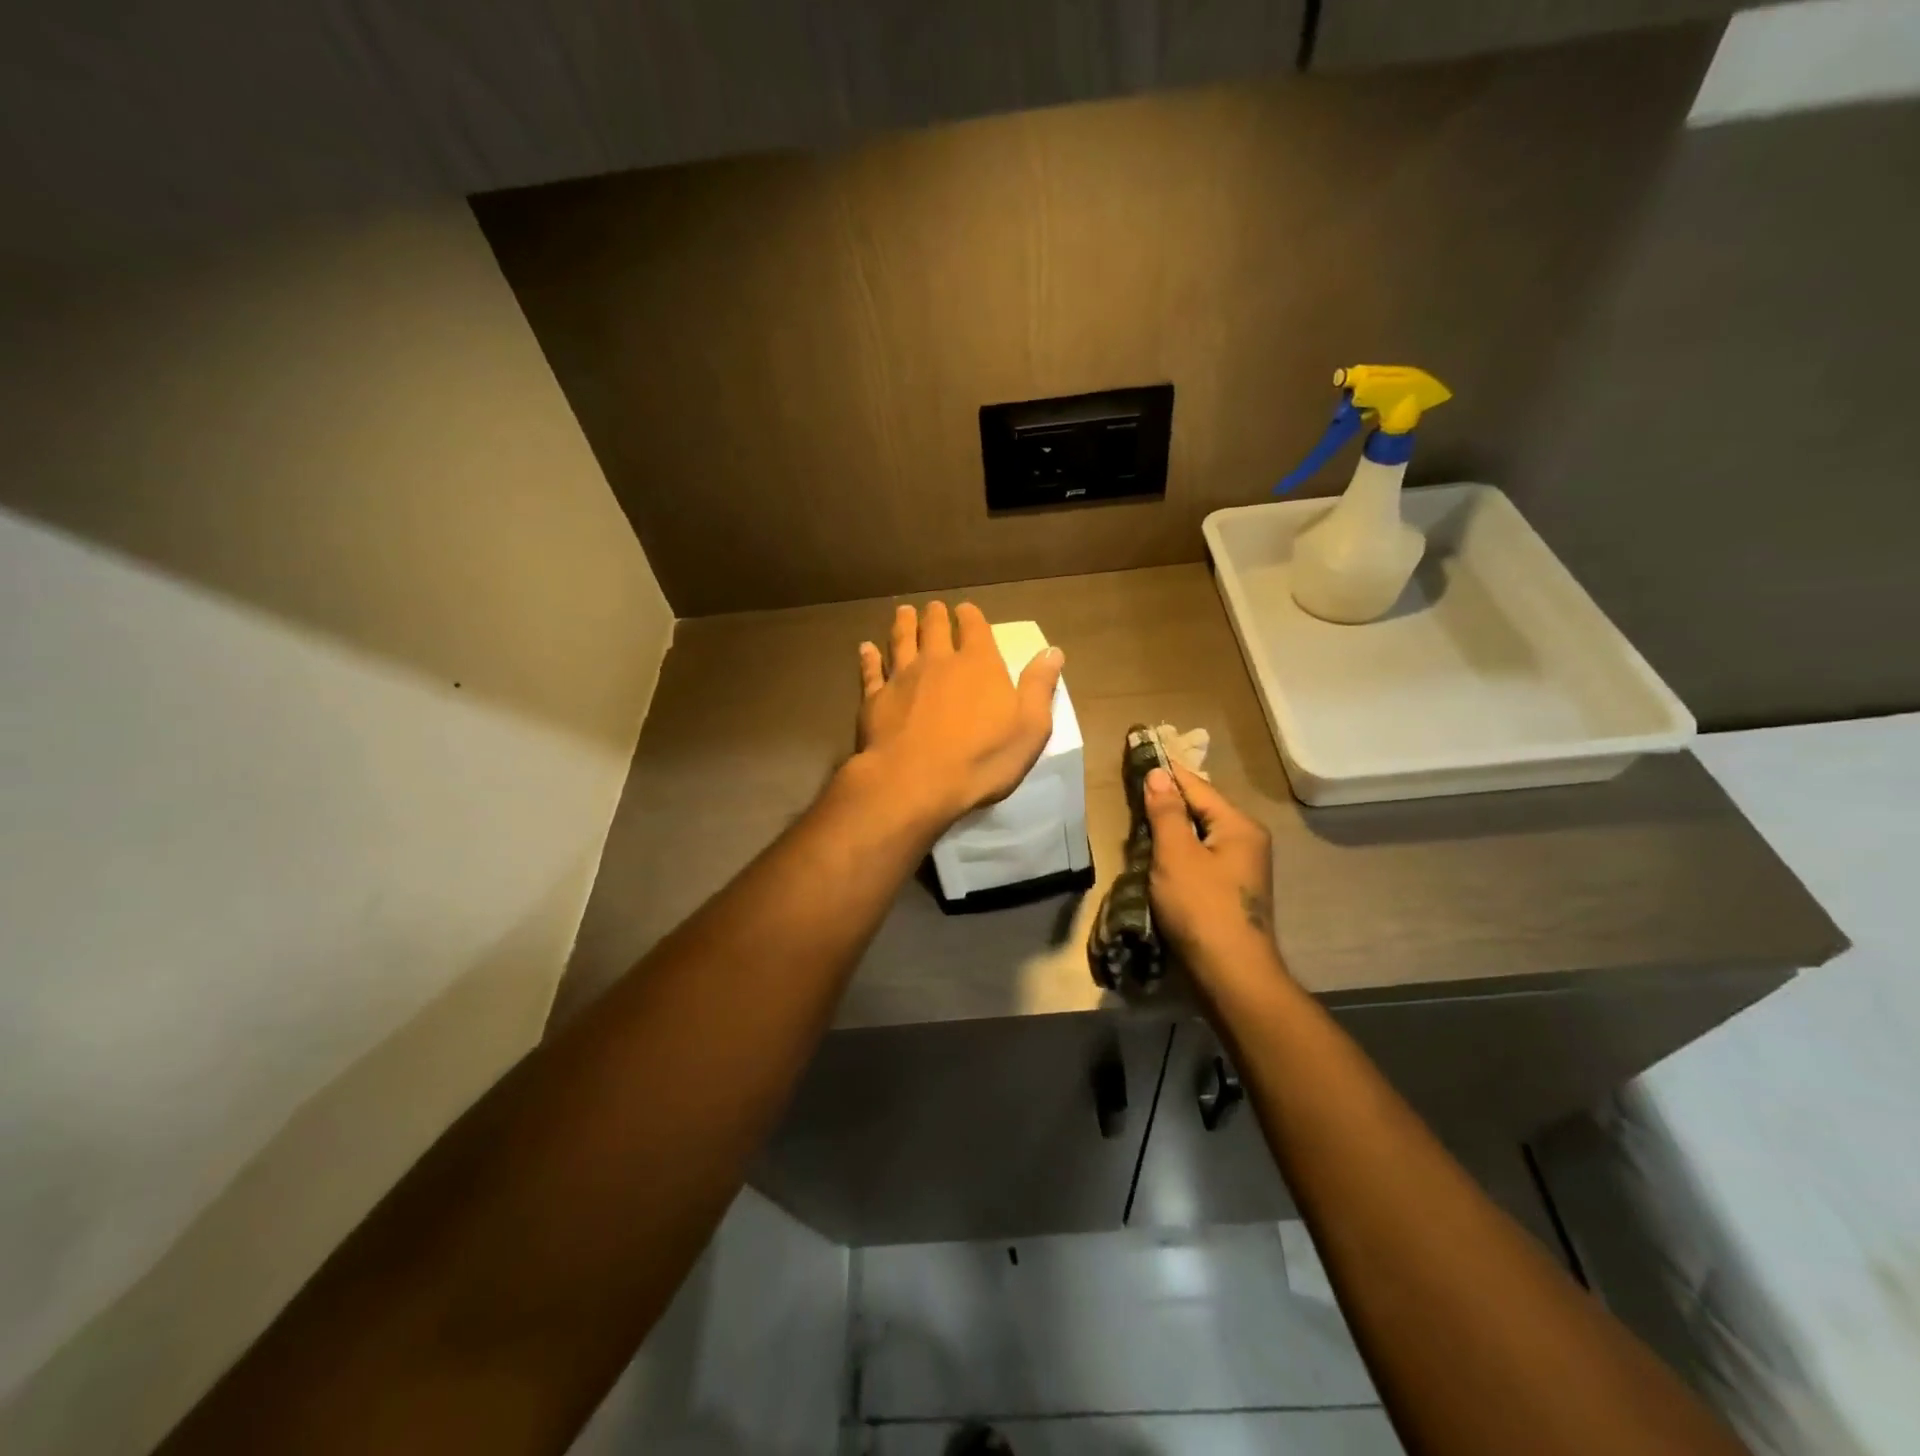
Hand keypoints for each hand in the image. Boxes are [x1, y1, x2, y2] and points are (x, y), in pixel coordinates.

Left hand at [852, 601, 1064, 830]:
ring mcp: (902, 678)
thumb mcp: (1030, 727)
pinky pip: (871, 671)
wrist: (915, 782)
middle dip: (935, 615)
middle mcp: (938, 661)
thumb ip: (1039, 687)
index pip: (974, 628)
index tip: (965, 609)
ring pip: (900, 641)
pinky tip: (866, 648)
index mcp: (978, 664)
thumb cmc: (982, 758)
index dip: (970, 617)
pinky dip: (869, 657)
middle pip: (934, 628)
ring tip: (903, 612)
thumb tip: (1053, 651)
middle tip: (933, 607)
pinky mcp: (874, 699)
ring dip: (903, 625)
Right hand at [1143, 762, 1284, 987]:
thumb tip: (1158, 775)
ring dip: (1170, 831)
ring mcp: (1241, 869)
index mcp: (1239, 826)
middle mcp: (1247, 841)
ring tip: (1138, 822)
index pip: (1197, 787)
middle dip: (1167, 803)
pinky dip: (1178, 854)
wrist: (1231, 974)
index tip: (1141, 753)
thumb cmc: (1202, 908)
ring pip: (1198, 836)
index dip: (1167, 772)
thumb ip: (1166, 813)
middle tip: (1132, 792)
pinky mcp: (1230, 891)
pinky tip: (1157, 858)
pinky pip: (1200, 858)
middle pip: (1201, 810)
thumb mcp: (1176, 855)